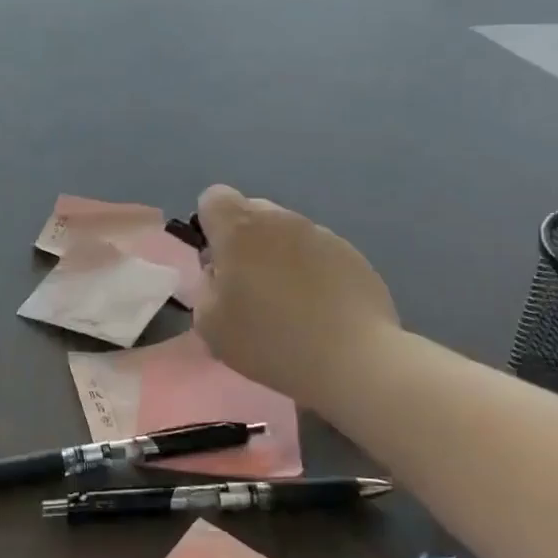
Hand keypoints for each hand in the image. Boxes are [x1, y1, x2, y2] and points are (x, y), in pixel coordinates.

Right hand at [194, 185, 400, 421]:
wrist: (351, 359)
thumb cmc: (269, 340)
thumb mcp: (209, 324)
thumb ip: (205, 287)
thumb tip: (220, 273)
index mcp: (240, 229)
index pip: (214, 198)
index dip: (210, 226)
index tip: (218, 262)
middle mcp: (281, 220)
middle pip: (252, 213)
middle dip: (244, 241)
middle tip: (248, 288)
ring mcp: (321, 234)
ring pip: (286, 233)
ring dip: (278, 257)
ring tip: (287, 304)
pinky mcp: (351, 254)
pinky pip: (317, 253)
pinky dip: (310, 272)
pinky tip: (317, 310)